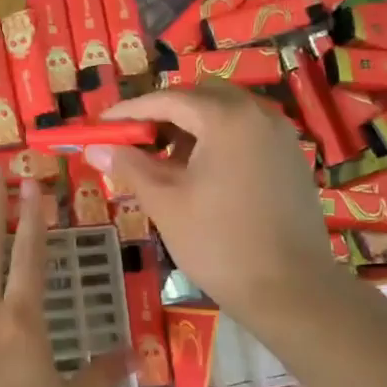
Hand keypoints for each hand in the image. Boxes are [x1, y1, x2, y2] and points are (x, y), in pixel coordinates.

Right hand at [88, 85, 344, 329]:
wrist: (290, 289)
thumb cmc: (218, 243)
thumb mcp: (165, 202)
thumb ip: (130, 167)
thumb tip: (95, 147)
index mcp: (226, 118)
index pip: (168, 99)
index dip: (130, 111)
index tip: (101, 125)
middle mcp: (259, 114)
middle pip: (201, 97)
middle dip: (164, 113)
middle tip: (135, 141)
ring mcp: (280, 136)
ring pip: (226, 115)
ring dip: (192, 128)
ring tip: (165, 163)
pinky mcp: (290, 160)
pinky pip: (246, 134)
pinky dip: (218, 142)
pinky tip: (201, 175)